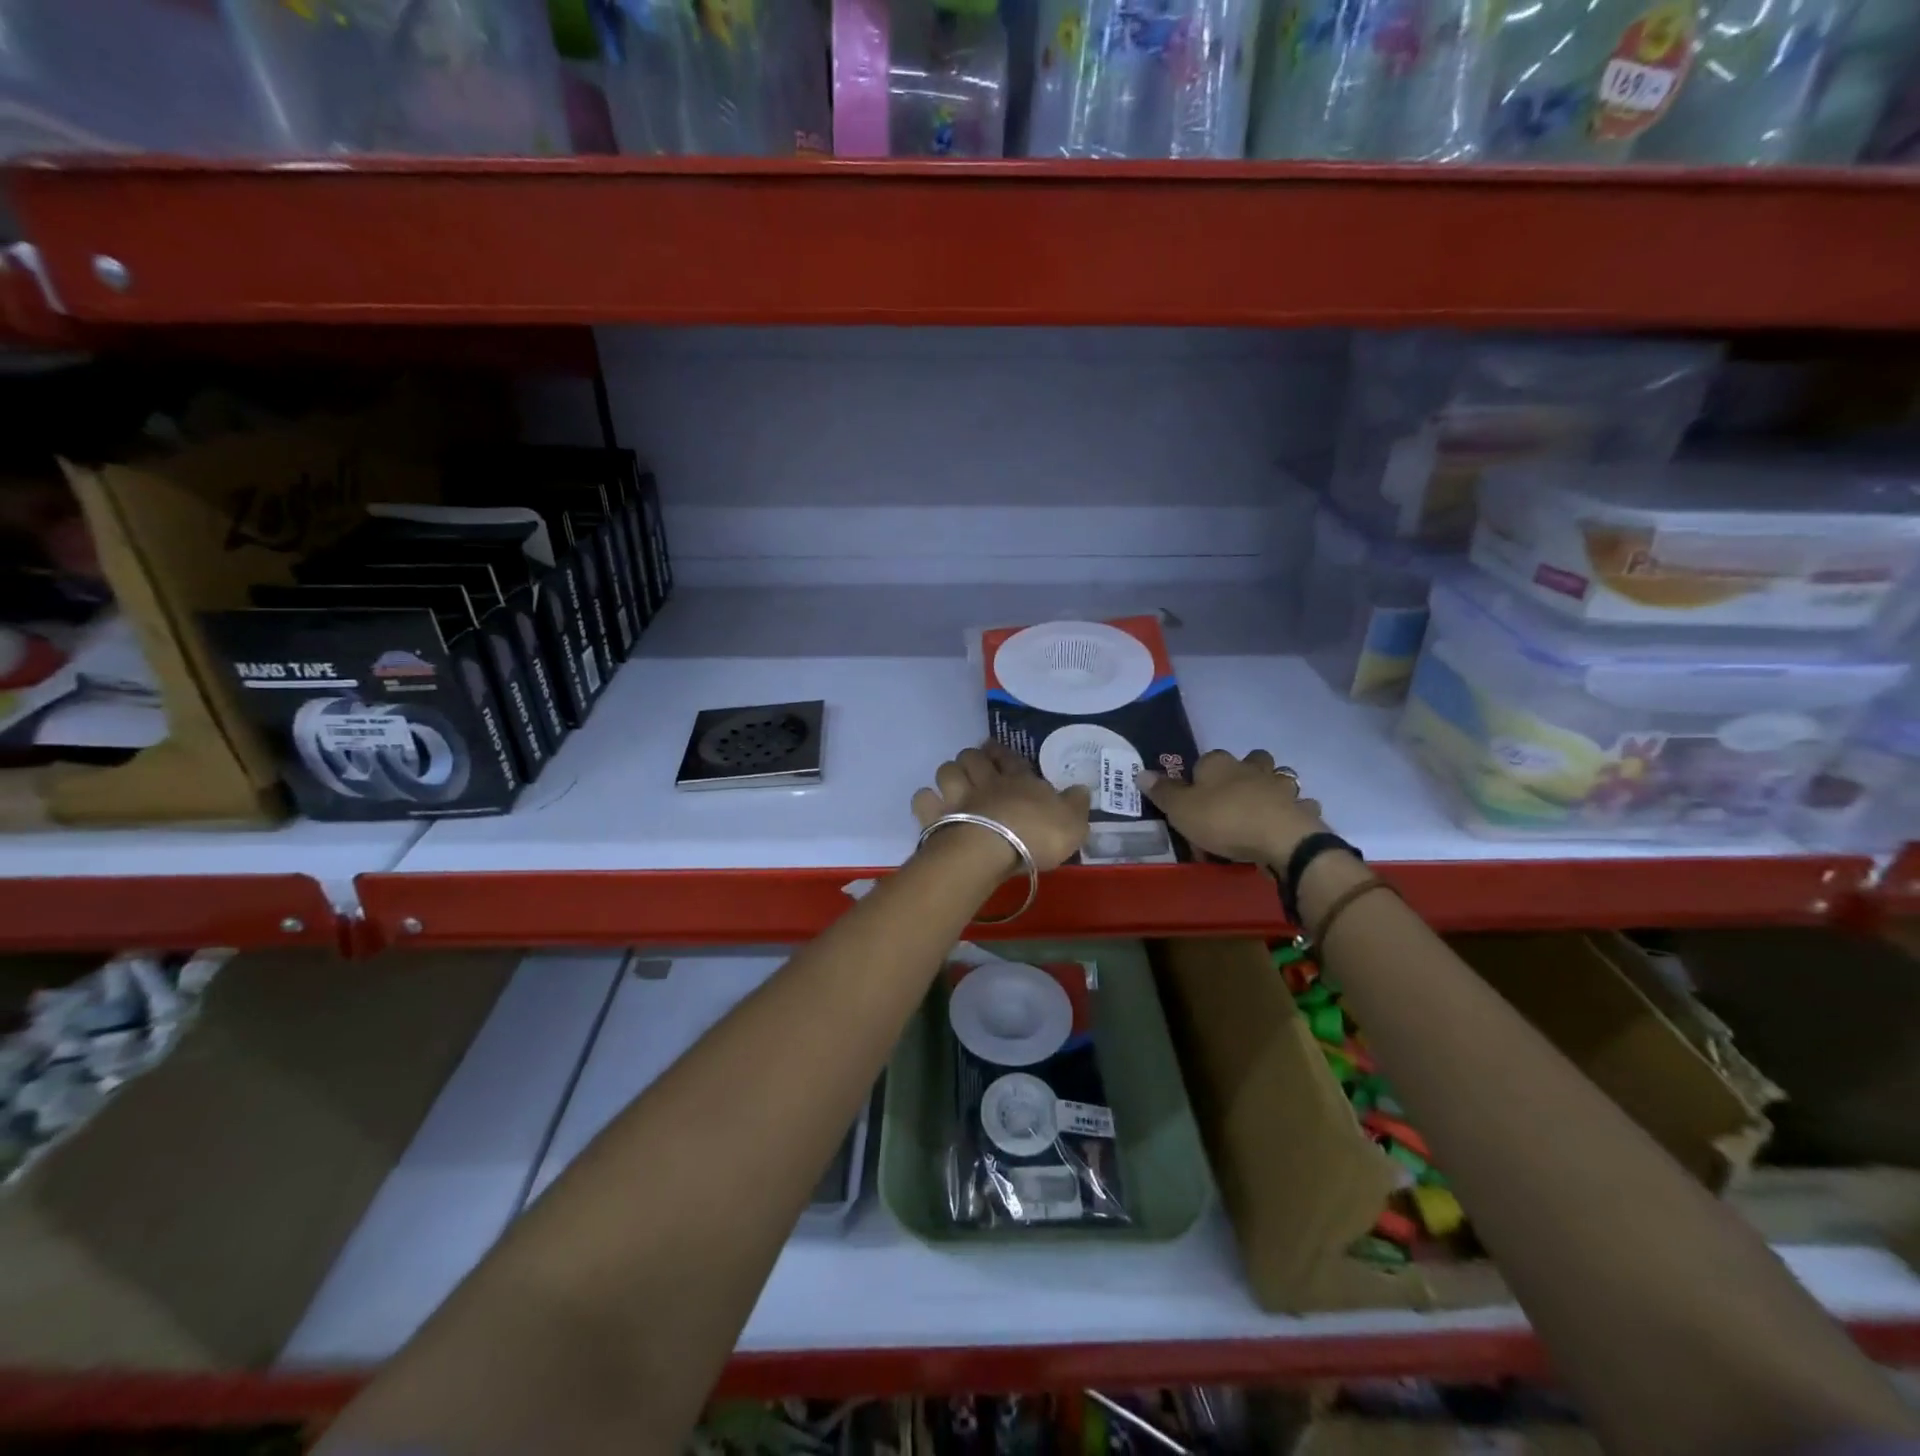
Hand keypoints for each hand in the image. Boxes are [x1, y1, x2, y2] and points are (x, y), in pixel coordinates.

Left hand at [911, 742, 1089, 873]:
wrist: (992, 849)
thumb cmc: (1035, 835)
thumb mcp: (1072, 823)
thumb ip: (1076, 805)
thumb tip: (1081, 788)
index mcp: (1018, 780)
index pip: (1010, 758)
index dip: (1002, 753)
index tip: (996, 750)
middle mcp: (985, 781)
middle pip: (972, 757)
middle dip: (973, 759)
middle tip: (976, 768)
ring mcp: (957, 796)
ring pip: (946, 770)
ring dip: (950, 775)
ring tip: (954, 785)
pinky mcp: (935, 816)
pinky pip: (923, 799)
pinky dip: (927, 801)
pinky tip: (932, 807)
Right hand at [1137, 749, 1330, 867]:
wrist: (1280, 840)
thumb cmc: (1224, 820)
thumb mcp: (1181, 810)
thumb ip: (1163, 792)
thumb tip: (1140, 772)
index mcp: (1219, 764)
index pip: (1206, 759)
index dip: (1201, 774)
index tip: (1196, 793)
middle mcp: (1252, 768)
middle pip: (1252, 759)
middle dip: (1247, 770)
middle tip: (1235, 794)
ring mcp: (1281, 787)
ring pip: (1280, 778)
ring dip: (1274, 788)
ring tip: (1263, 806)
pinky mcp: (1303, 809)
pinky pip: (1300, 806)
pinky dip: (1295, 811)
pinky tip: (1287, 823)